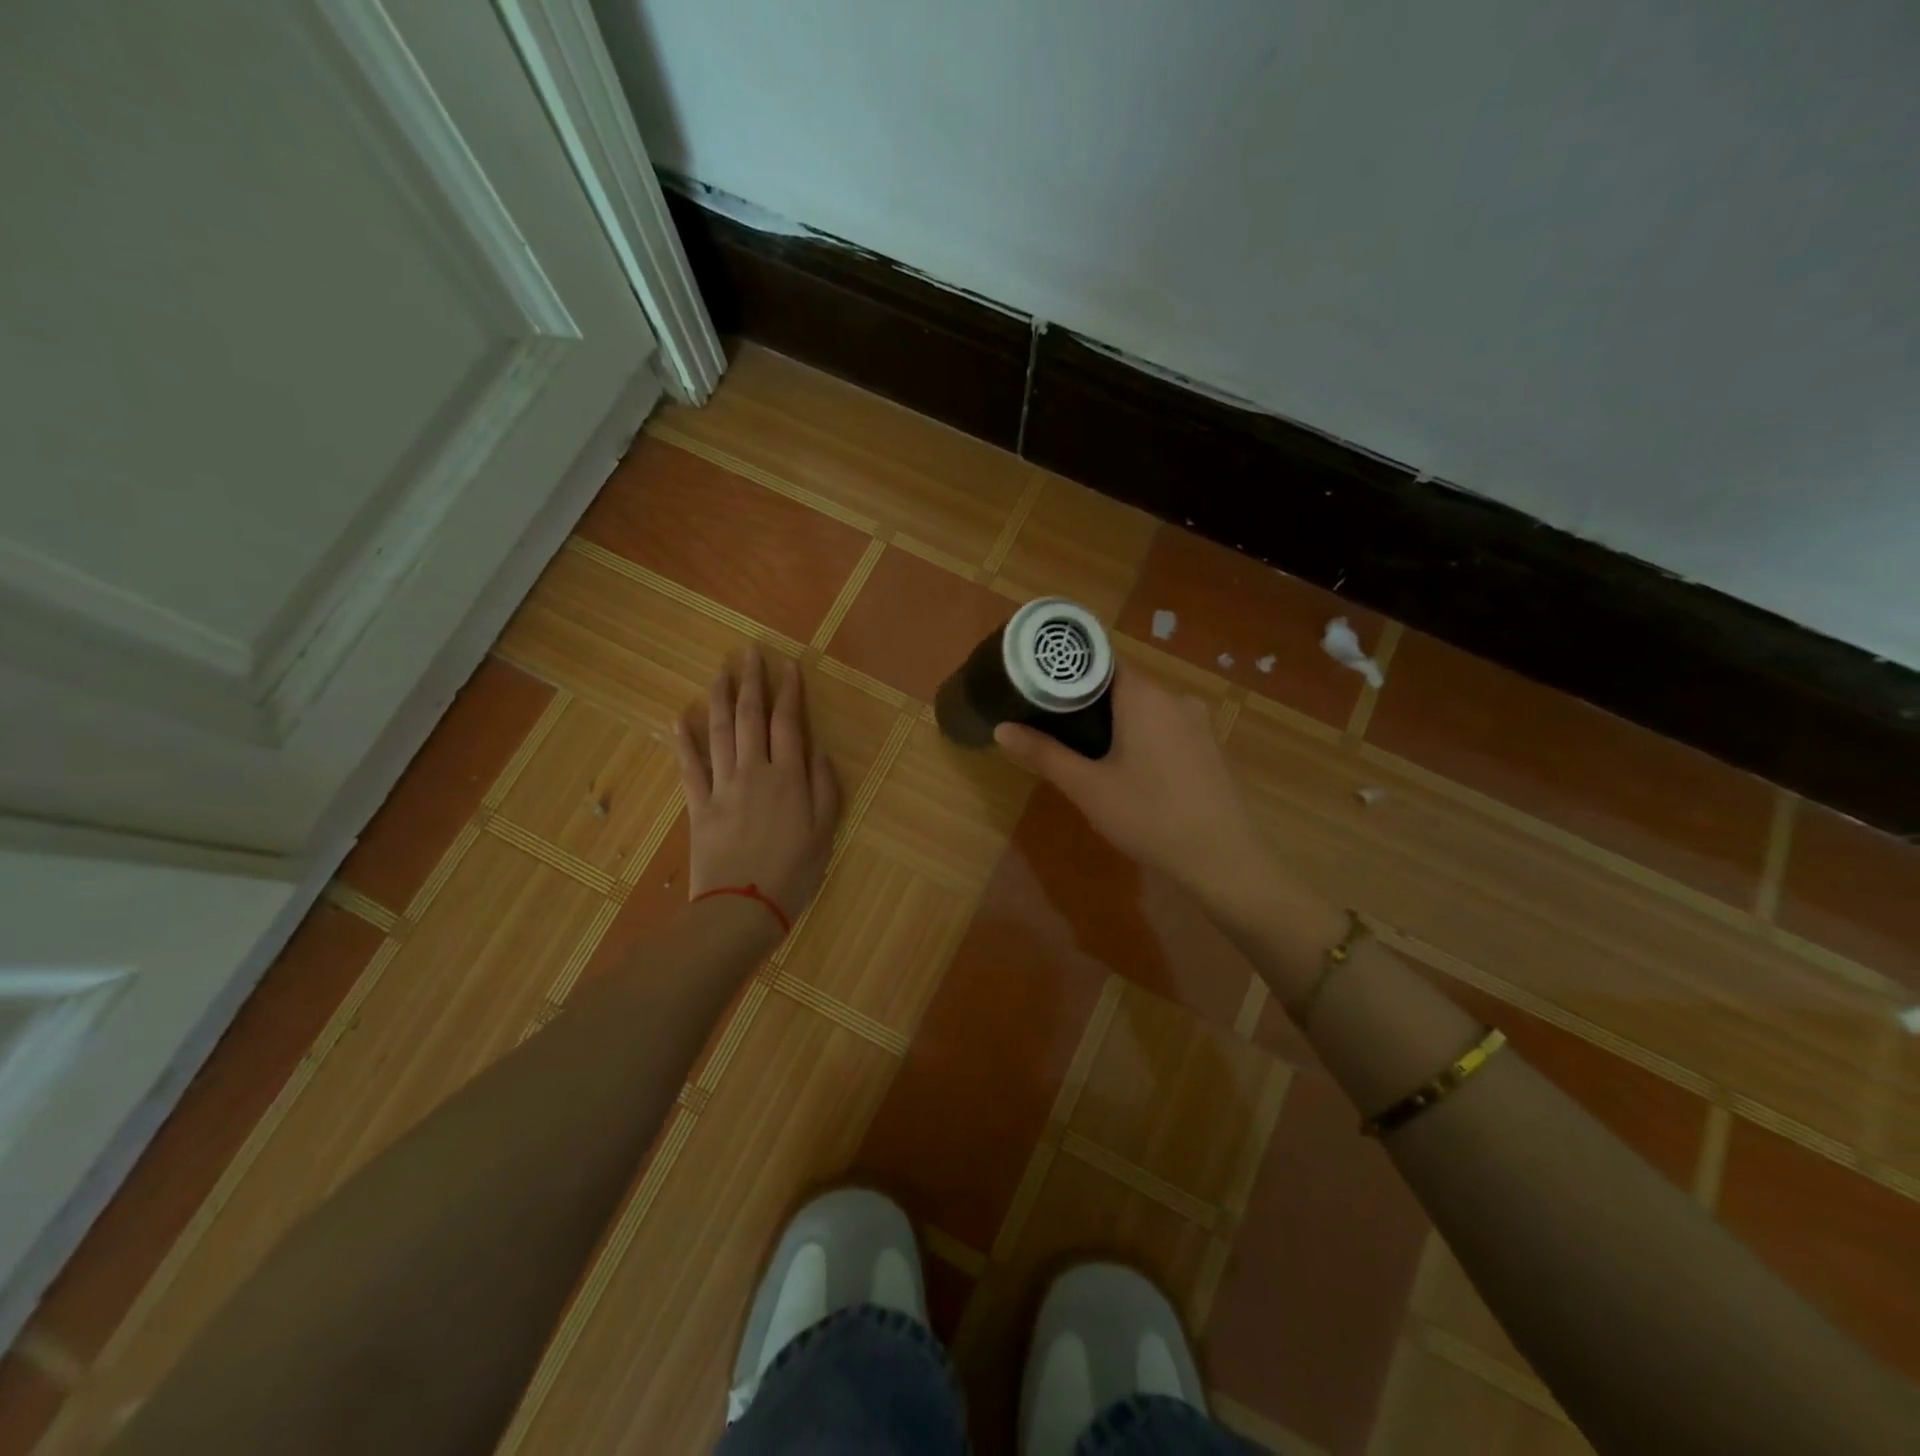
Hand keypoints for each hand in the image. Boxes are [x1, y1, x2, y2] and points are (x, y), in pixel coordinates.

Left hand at [675, 648, 840, 929]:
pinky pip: (689, 766)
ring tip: (719, 672)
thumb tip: (818, 751)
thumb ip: (824, 787)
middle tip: (749, 653)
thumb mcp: (825, 832)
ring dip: (718, 699)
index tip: (788, 666)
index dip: (789, 692)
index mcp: (788, 777)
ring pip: (717, 732)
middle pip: (749, 717)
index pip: (788, 723)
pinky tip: (679, 719)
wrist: (742, 909)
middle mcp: (754, 771)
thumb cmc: (793, 873)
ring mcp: (722, 786)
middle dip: (751, 682)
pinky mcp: (698, 805)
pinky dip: (683, 741)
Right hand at [993, 663, 1274, 913]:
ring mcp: (1198, 721)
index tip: (1040, 685)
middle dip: (1088, 701)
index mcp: (1143, 695)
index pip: (1100, 660)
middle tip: (1054, 724)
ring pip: (1146, 707)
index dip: (1068, 670)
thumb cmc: (1148, 815)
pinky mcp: (1210, 745)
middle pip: (1122, 684)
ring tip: (1086, 749)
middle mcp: (1174, 697)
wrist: (1222, 858)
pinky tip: (1131, 768)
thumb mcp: (1087, 787)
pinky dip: (1143, 735)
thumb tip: (1001, 729)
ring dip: (1117, 721)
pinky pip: (1167, 726)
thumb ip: (1044, 753)